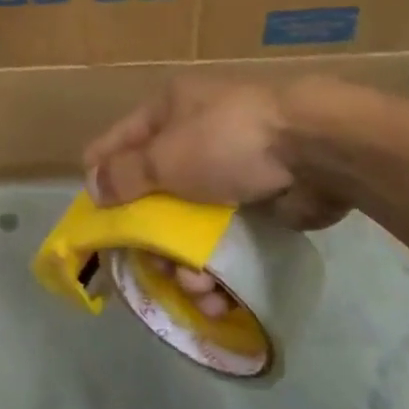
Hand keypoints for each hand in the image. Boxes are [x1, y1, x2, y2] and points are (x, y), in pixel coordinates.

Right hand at [83, 76, 364, 315]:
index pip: (116, 144)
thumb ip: (125, 175)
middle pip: (153, 193)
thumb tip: (91, 186)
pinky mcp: (257, 201)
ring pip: (189, 224)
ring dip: (186, 263)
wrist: (316, 148)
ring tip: (196, 291)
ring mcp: (227, 169)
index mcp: (166, 111)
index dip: (101, 181)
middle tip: (150, 271)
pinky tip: (220, 298)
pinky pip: (224, 239)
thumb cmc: (227, 141)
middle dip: (151, 237)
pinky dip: (219, 267)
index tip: (92, 225)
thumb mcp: (166, 156)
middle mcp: (192, 136)